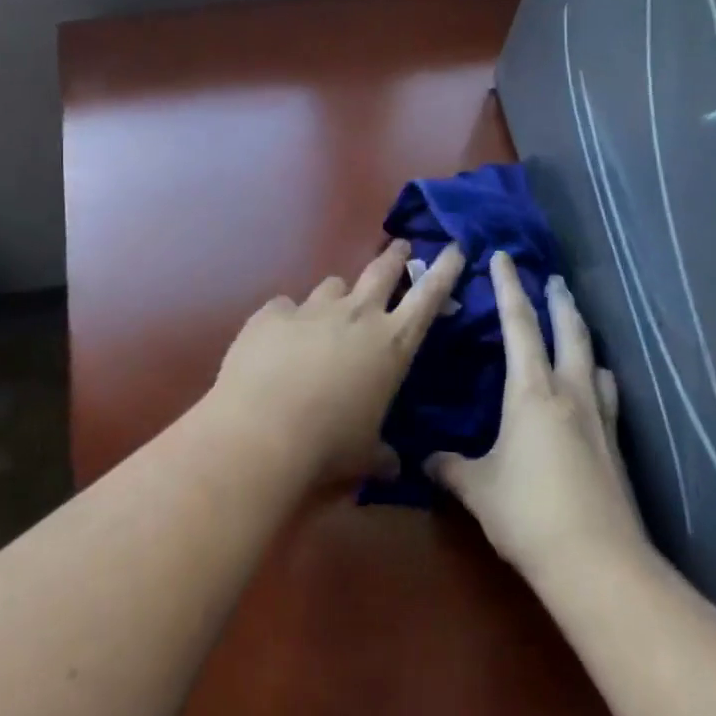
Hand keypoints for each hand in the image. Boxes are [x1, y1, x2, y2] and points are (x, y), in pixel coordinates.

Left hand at [207, 239, 465, 483]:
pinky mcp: (272, 313)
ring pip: (333, 285)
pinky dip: (288, 319)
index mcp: (392, 344)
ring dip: (338, 295)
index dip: (445, 270)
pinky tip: (279, 338)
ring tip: (331, 311)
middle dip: (396, 257)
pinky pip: (285, 307)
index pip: (429, 296)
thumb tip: (393, 467)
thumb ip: (382, 454)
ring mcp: (312, 309)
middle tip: (401, 248)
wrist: (262, 431)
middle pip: (382, 270)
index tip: (454, 248)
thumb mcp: (365, 455)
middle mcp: (357, 315)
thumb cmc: (329, 446)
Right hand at [429, 252, 648, 576]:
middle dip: (558, 301)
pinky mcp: (615, 444)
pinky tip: (595, 387)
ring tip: (575, 328)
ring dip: (582, 336)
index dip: (509, 288)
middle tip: (553, 280)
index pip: (519, 325)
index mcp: (531, 391)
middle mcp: (569, 392)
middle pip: (568, 331)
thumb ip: (450, 467)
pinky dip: (597, 377)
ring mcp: (599, 417)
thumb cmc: (528, 513)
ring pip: (592, 359)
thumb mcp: (478, 488)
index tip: (503, 257)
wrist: (596, 560)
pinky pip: (606, 393)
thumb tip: (426, 460)